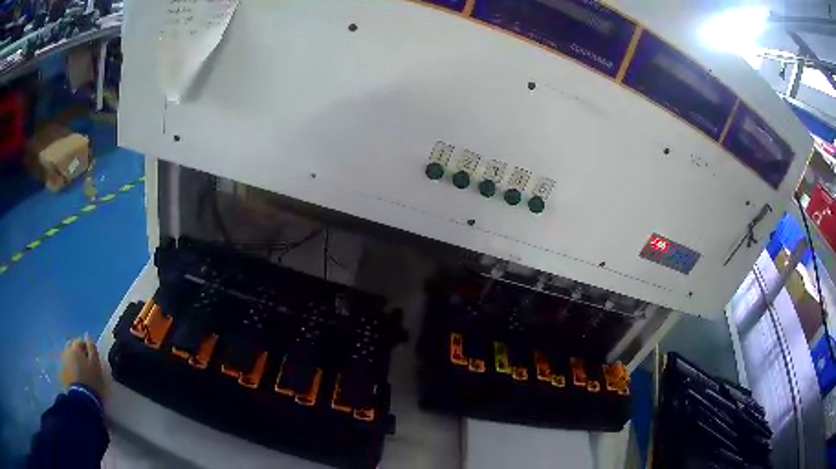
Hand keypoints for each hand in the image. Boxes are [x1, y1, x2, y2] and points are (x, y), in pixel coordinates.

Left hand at [59, 335, 106, 399]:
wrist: (82, 397)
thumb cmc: (91, 379)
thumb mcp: (96, 364)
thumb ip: (92, 348)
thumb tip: (88, 335)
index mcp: (75, 348)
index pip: (80, 341)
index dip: (86, 346)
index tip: (92, 355)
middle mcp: (66, 351)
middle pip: (72, 347)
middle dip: (78, 351)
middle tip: (86, 361)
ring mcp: (63, 361)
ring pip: (68, 356)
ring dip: (74, 360)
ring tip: (81, 369)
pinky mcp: (62, 372)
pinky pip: (67, 366)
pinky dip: (71, 368)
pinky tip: (76, 376)